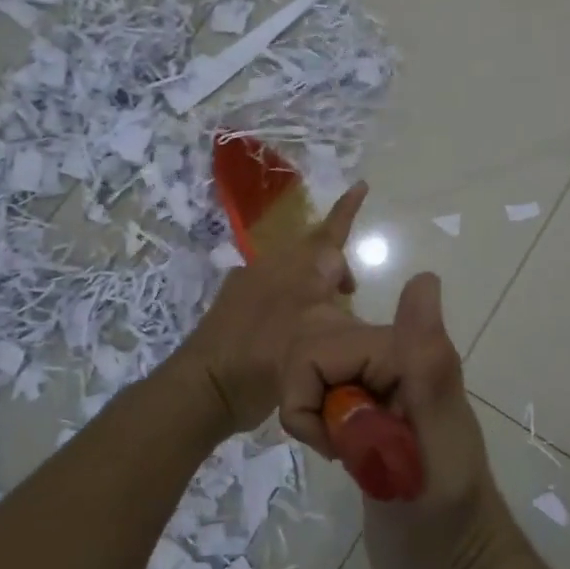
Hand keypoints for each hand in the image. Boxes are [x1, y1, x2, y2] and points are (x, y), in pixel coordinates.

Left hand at [173, 183, 367, 440]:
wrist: (208, 384)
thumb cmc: (270, 361)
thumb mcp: (322, 338)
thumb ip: (342, 311)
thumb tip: (347, 289)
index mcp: (299, 271)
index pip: (331, 235)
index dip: (347, 210)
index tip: (361, 184)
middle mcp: (273, 267)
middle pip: (313, 252)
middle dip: (335, 264)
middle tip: (349, 292)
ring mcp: (250, 281)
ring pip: (293, 270)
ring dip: (313, 282)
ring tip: (325, 311)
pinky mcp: (233, 299)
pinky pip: (271, 284)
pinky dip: (290, 295)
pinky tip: (291, 323)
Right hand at [280, 273, 528, 568]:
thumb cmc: (444, 519)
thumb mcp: (435, 445)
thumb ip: (427, 366)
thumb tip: (424, 277)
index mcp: (409, 358)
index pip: (321, 349)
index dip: (309, 391)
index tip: (331, 438)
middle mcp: (395, 362)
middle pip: (313, 356)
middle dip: (310, 404)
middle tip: (340, 450)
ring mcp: (381, 388)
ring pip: (314, 375)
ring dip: (315, 416)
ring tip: (343, 454)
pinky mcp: (371, 414)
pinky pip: (324, 397)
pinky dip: (320, 426)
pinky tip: (343, 454)